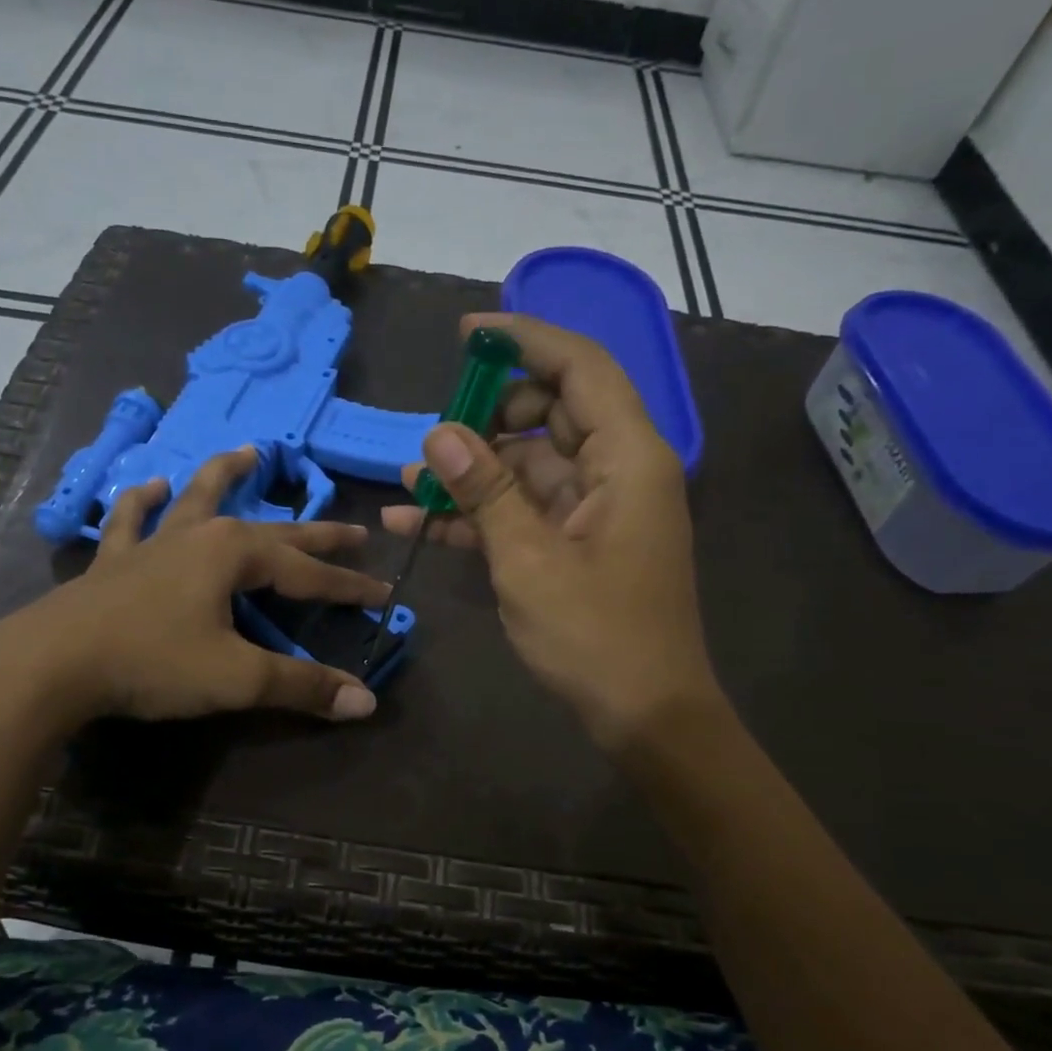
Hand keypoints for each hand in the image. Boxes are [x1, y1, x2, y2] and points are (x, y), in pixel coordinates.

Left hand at [0, 447, 387, 726]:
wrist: (52, 664)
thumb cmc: (152, 663)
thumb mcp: (237, 678)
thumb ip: (302, 686)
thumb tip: (366, 702)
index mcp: (235, 554)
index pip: (309, 572)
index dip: (349, 586)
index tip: (384, 595)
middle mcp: (199, 535)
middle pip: (272, 531)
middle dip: (316, 533)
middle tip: (355, 529)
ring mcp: (153, 543)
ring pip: (198, 499)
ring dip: (226, 476)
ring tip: (248, 452)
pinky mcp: (115, 561)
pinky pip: (132, 521)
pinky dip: (143, 502)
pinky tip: (152, 487)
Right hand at [382, 312, 722, 748]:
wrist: (644, 715)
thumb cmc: (596, 636)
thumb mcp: (529, 560)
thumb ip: (485, 491)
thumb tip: (438, 434)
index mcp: (626, 458)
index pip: (579, 368)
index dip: (524, 340)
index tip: (465, 335)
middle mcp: (616, 471)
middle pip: (548, 413)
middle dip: (485, 416)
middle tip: (432, 436)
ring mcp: (594, 510)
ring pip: (527, 465)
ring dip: (470, 472)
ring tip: (406, 480)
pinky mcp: (575, 544)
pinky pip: (524, 510)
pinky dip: (479, 514)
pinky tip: (417, 523)